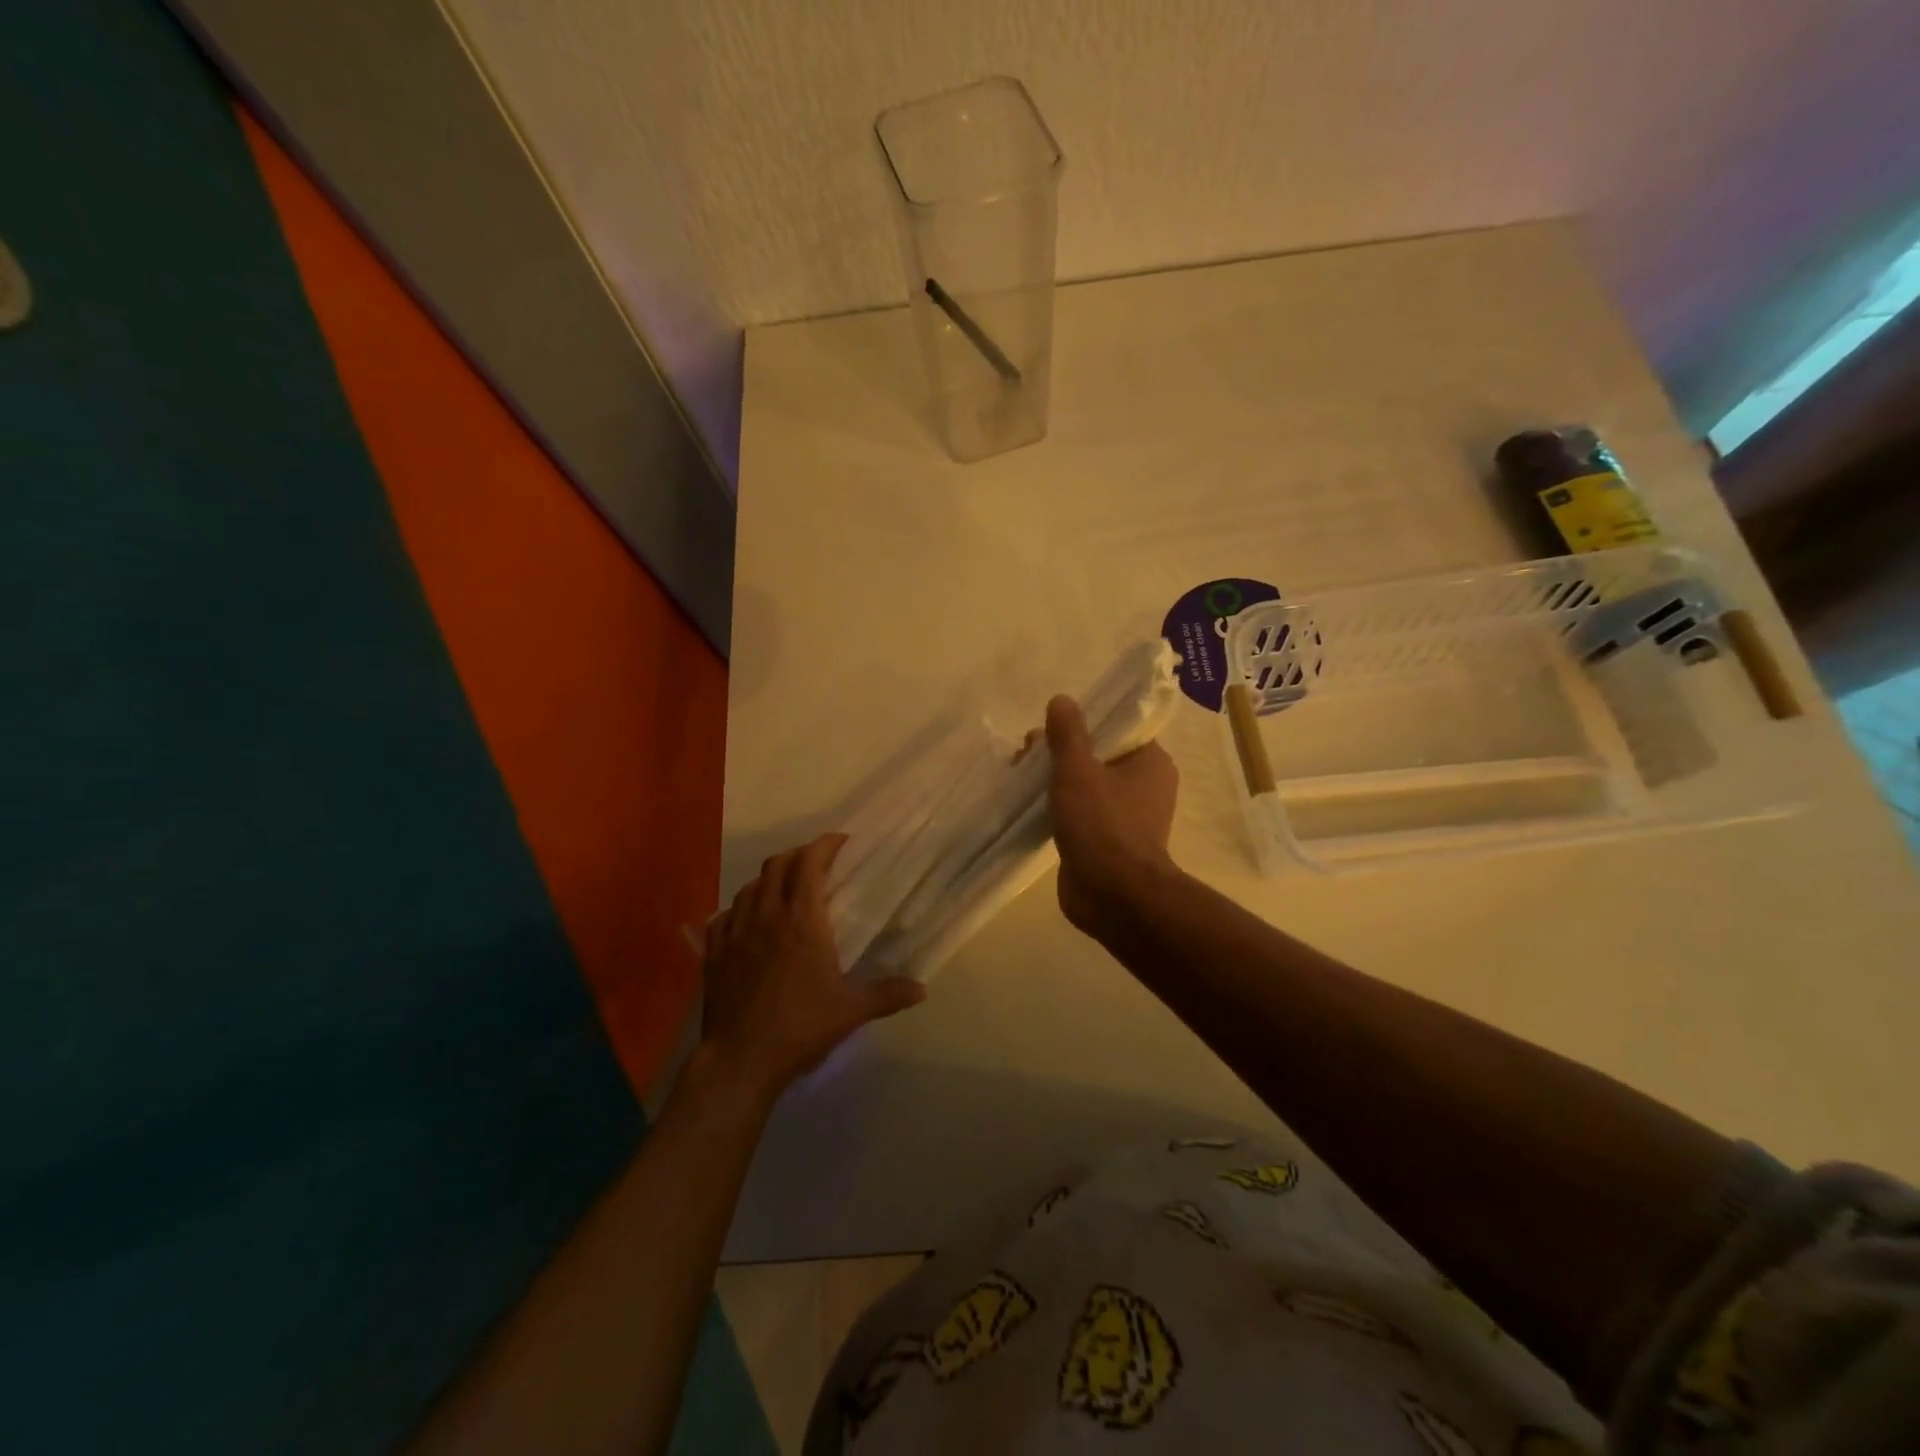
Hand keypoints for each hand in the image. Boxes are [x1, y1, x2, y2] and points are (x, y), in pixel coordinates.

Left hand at [699, 834, 925, 1102]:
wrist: (741, 1059)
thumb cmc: (801, 1027)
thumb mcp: (851, 1011)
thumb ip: (888, 994)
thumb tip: (922, 989)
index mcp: (802, 921)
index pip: (810, 864)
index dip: (824, 846)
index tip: (840, 841)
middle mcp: (767, 916)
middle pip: (777, 866)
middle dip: (797, 855)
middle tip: (815, 861)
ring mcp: (735, 933)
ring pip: (749, 887)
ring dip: (768, 879)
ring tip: (783, 888)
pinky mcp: (714, 954)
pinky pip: (723, 917)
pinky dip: (738, 909)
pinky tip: (745, 920)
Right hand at [1044, 695, 1178, 932]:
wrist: (1114, 896)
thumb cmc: (1102, 825)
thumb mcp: (1078, 770)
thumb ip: (1067, 734)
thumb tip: (1062, 699)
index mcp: (1150, 762)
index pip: (1117, 728)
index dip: (1082, 723)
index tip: (1049, 728)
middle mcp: (1145, 786)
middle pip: (1099, 755)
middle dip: (1061, 752)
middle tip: (1026, 754)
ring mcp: (1128, 816)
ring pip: (1088, 785)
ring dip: (1057, 780)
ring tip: (1022, 777)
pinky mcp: (1110, 842)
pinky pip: (1083, 813)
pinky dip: (1061, 807)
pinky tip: (1032, 807)